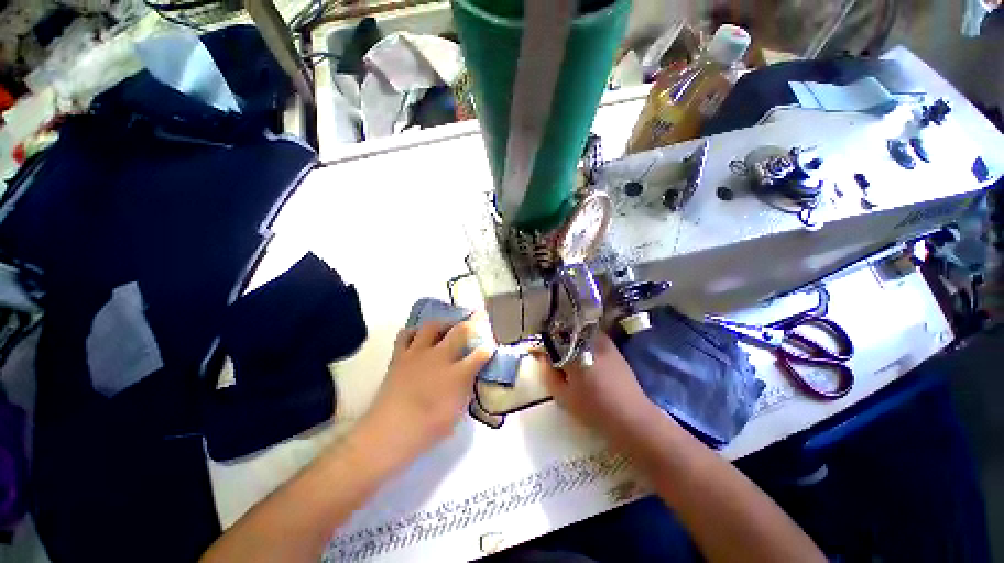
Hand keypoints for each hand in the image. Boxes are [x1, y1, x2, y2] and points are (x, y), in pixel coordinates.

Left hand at [361, 320, 492, 465]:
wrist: (388, 433)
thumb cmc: (427, 429)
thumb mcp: (456, 413)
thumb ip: (466, 390)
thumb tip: (470, 376)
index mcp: (457, 374)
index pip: (480, 354)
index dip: (487, 350)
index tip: (490, 348)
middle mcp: (439, 357)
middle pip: (460, 331)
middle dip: (472, 325)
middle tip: (475, 323)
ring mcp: (418, 353)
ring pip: (433, 326)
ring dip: (443, 324)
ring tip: (447, 328)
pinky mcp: (400, 356)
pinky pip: (406, 334)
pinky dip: (414, 332)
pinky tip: (419, 337)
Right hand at [542, 333, 661, 438]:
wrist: (632, 417)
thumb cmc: (594, 409)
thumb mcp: (563, 396)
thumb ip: (548, 374)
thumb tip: (542, 357)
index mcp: (575, 352)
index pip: (552, 339)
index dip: (542, 344)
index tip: (536, 351)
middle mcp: (589, 341)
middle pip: (566, 332)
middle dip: (555, 339)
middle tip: (551, 353)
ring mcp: (604, 342)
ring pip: (579, 333)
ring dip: (569, 339)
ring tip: (565, 354)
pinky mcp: (613, 347)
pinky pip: (591, 338)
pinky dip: (582, 342)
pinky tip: (582, 357)